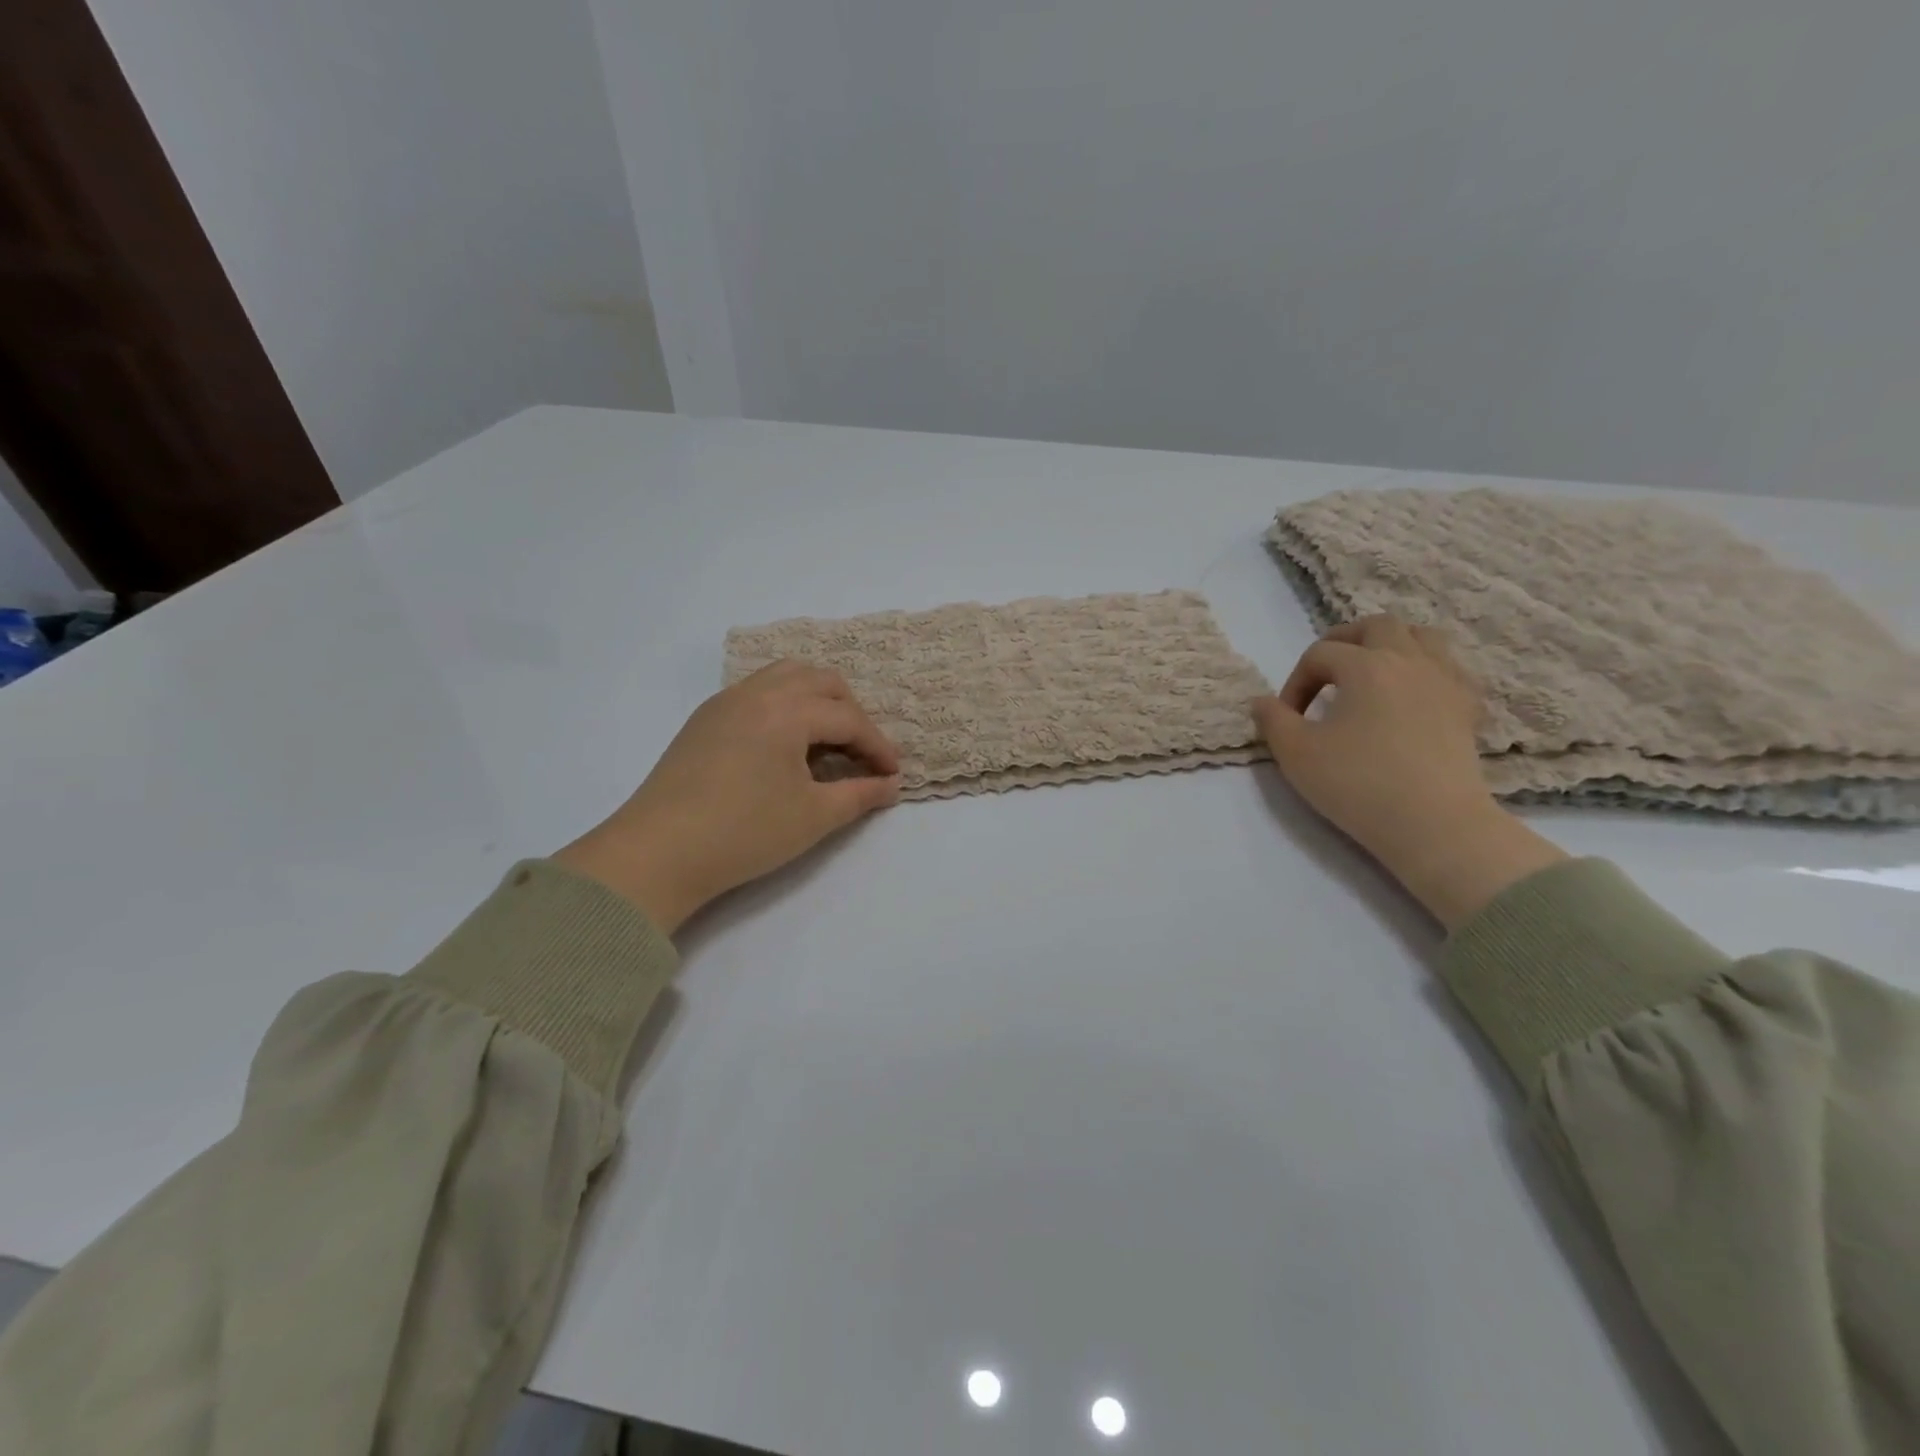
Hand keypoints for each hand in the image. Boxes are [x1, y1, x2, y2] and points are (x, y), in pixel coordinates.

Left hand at [554, 663, 900, 932]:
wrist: (658, 853)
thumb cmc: (744, 833)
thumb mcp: (814, 817)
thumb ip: (860, 795)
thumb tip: (891, 786)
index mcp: (787, 710)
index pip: (848, 719)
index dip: (878, 747)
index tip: (894, 775)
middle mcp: (758, 692)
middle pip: (820, 682)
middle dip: (851, 713)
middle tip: (862, 753)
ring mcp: (726, 701)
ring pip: (785, 676)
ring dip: (816, 700)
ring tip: (827, 740)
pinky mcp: (704, 719)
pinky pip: (757, 691)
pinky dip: (785, 704)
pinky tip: (785, 744)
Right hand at [1253, 617, 1564, 930]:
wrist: (1433, 824)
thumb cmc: (1357, 784)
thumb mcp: (1296, 753)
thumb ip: (1273, 720)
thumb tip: (1262, 702)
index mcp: (1365, 666)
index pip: (1320, 654)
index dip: (1296, 681)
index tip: (1287, 718)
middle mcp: (1409, 660)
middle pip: (1376, 626)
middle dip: (1344, 641)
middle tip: (1325, 673)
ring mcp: (1445, 681)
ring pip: (1421, 636)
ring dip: (1390, 645)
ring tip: (1370, 673)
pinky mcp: (1467, 708)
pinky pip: (1449, 668)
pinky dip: (1426, 670)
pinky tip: (1412, 695)